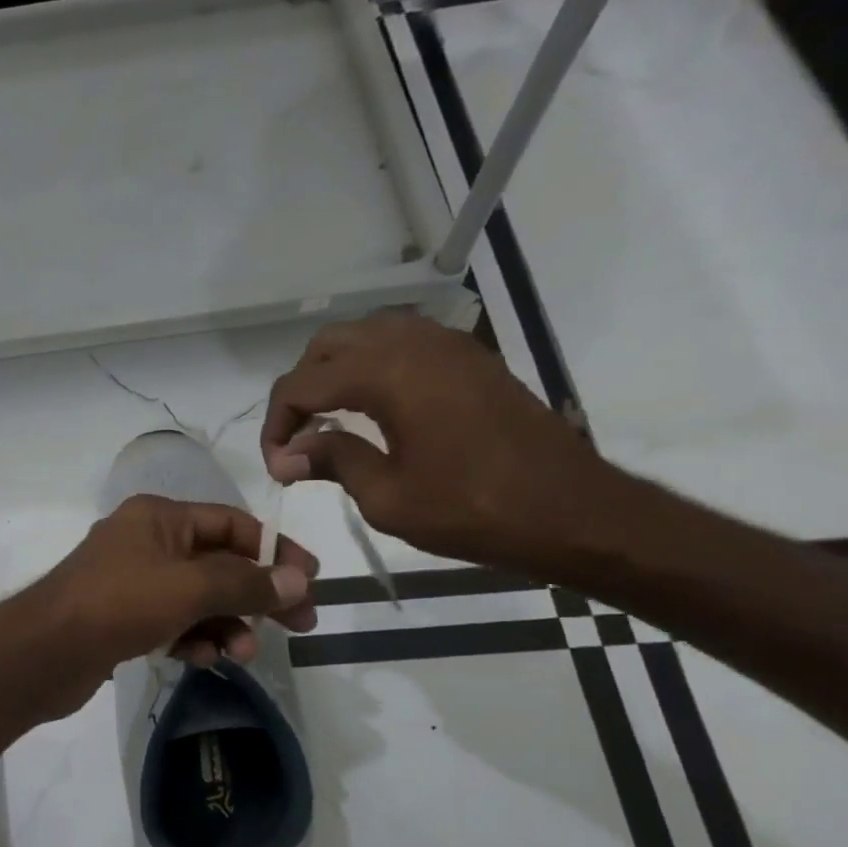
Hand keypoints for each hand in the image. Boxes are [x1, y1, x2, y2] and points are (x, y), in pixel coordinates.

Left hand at [17, 495, 317, 713]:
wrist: (44, 652)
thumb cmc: (119, 604)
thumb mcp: (190, 587)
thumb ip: (246, 583)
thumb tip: (298, 580)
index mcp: (159, 517)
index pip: (231, 524)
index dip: (274, 550)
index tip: (310, 581)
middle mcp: (145, 542)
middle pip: (218, 563)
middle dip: (256, 594)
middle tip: (299, 625)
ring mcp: (131, 582)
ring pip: (196, 598)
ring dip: (226, 624)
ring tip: (243, 653)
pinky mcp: (121, 619)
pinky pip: (172, 623)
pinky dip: (193, 638)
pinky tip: (204, 659)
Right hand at [261, 312, 613, 569]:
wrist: (571, 511)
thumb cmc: (472, 510)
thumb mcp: (386, 497)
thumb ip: (332, 460)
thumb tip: (286, 454)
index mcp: (388, 374)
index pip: (302, 384)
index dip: (276, 424)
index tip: (277, 464)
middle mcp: (414, 343)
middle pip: (328, 345)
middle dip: (301, 388)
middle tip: (297, 437)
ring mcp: (447, 345)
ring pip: (365, 335)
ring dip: (334, 372)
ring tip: (328, 420)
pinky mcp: (470, 358)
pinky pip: (402, 342)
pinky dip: (372, 366)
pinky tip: (372, 408)